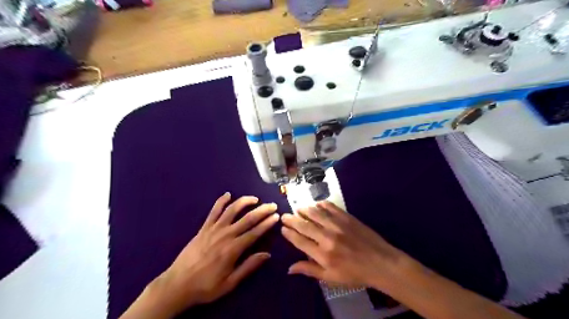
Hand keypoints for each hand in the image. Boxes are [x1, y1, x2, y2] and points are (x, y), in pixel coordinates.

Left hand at [136, 193, 281, 317]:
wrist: (178, 284)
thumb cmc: (206, 286)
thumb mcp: (230, 283)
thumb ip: (249, 266)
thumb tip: (267, 254)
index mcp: (233, 249)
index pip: (255, 232)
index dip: (267, 223)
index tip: (276, 216)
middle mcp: (225, 235)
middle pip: (247, 218)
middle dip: (262, 210)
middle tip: (272, 205)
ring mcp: (213, 229)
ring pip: (232, 210)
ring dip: (245, 202)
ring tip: (255, 198)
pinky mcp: (204, 228)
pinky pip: (214, 211)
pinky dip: (221, 201)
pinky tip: (228, 194)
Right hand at [282, 203, 411, 289]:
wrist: (381, 263)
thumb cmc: (355, 274)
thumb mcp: (331, 278)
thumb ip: (310, 270)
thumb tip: (289, 268)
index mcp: (322, 255)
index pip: (300, 241)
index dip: (289, 234)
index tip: (283, 228)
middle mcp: (327, 237)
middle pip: (304, 225)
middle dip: (292, 219)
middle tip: (285, 215)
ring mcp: (337, 225)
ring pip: (316, 214)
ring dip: (305, 210)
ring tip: (298, 208)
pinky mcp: (347, 218)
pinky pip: (331, 207)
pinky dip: (322, 205)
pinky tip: (317, 204)